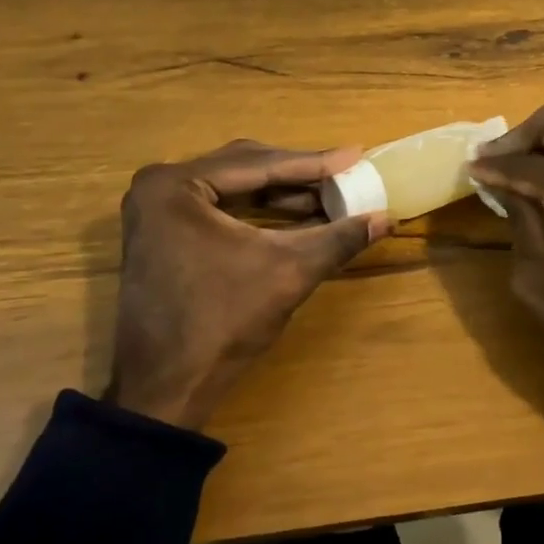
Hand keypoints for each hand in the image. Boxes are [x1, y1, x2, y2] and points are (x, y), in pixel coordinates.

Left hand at [109, 140, 386, 429]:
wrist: (165, 388)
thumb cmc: (222, 322)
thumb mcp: (288, 272)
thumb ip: (338, 238)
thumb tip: (387, 217)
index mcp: (175, 185)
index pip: (258, 165)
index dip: (313, 163)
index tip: (356, 155)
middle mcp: (159, 185)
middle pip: (244, 168)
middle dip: (298, 174)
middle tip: (345, 173)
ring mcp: (156, 209)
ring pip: (233, 186)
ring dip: (281, 193)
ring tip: (329, 196)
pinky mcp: (163, 231)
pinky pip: (220, 206)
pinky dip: (259, 209)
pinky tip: (297, 215)